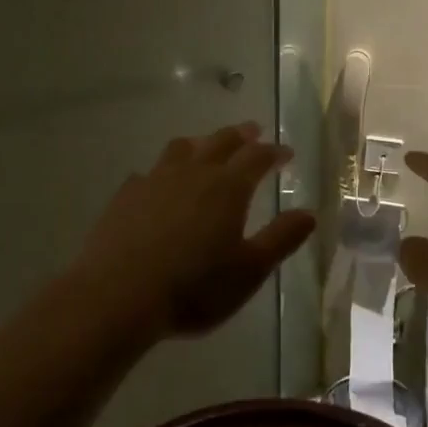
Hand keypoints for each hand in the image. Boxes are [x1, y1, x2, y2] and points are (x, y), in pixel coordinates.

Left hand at [75, 123, 316, 343]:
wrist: (118, 295)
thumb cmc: (193, 287)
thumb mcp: (249, 271)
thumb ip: (281, 238)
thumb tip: (309, 213)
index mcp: (228, 187)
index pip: (257, 157)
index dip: (274, 152)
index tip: (286, 152)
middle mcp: (193, 173)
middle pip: (221, 142)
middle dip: (241, 135)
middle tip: (253, 131)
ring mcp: (155, 180)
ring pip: (182, 148)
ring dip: (201, 143)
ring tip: (206, 147)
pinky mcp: (126, 195)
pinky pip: (149, 172)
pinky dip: (163, 172)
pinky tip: (158, 183)